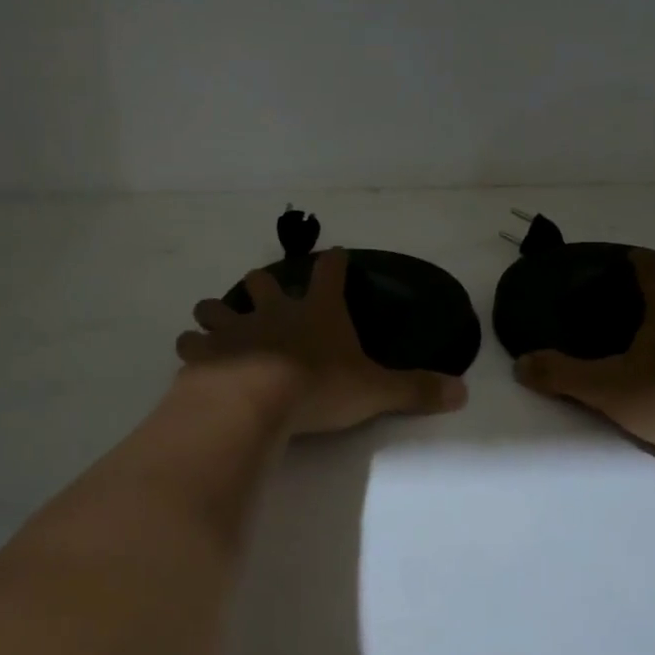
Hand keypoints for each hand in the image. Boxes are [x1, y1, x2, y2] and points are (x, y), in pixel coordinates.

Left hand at [177, 248, 468, 436]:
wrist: (256, 401)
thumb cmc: (319, 388)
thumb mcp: (375, 391)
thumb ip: (416, 390)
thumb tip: (463, 392)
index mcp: (318, 312)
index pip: (330, 273)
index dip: (334, 262)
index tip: (334, 253)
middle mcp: (275, 312)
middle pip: (263, 282)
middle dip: (263, 284)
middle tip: (264, 291)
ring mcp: (235, 329)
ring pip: (219, 306)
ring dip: (217, 311)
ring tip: (215, 319)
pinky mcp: (205, 353)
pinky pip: (192, 343)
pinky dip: (192, 347)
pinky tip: (191, 356)